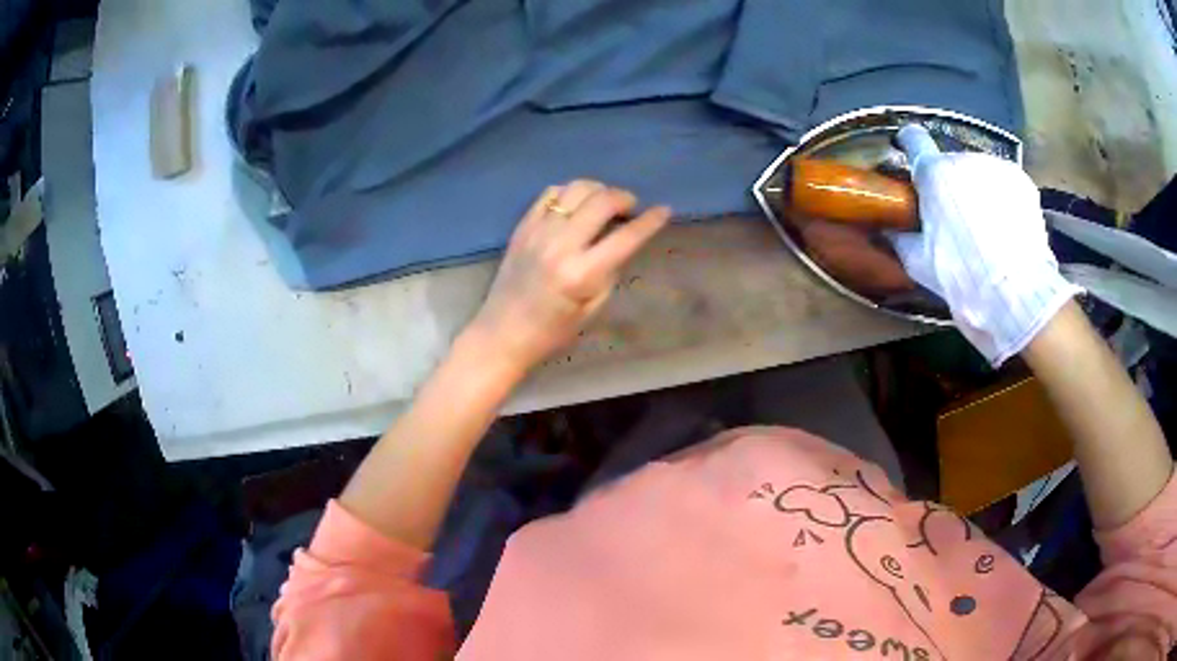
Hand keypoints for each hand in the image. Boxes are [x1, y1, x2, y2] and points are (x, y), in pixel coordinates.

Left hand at [466, 180, 670, 375]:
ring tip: (604, 203)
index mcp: (582, 274)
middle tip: (630, 207)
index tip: (664, 210)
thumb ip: (609, 270)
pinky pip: (549, 194)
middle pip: (601, 201)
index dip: (650, 221)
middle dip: (624, 198)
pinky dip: (569, 192)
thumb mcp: (592, 309)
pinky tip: (575, 205)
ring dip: (597, 190)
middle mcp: (560, 245)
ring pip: (575, 189)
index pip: (626, 237)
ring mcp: (538, 232)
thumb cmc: (552, 332)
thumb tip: (622, 240)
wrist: (502, 333)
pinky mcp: (522, 227)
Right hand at [892, 125, 1080, 365]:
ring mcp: (996, 166)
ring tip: (985, 228)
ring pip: (979, 172)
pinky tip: (1005, 227)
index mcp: (934, 174)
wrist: (1015, 295)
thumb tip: (888, 228)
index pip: (914, 139)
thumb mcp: (921, 264)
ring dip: (977, 190)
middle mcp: (964, 159)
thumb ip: (902, 238)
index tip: (908, 151)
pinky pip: (1003, 182)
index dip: (909, 144)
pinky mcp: (1021, 181)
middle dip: (950, 184)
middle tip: (955, 219)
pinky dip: (1001, 197)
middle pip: (950, 163)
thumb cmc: (962, 278)